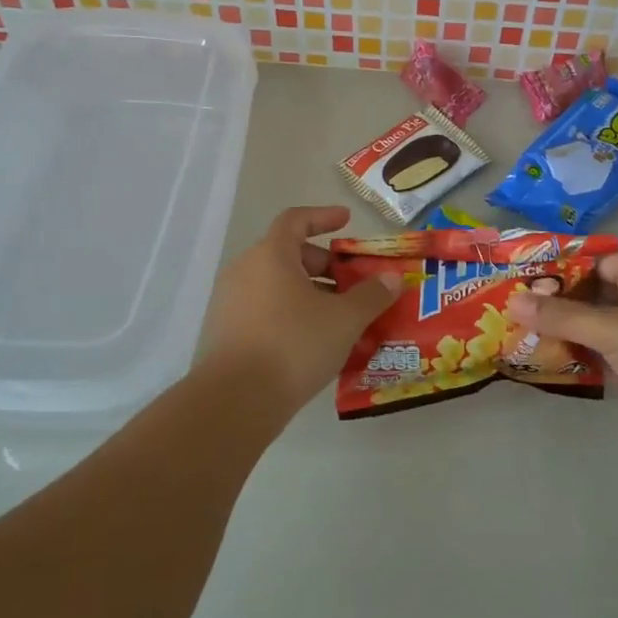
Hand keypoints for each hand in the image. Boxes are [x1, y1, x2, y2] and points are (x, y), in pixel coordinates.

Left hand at [199, 206, 402, 419]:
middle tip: (351, 283)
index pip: (295, 220)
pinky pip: (264, 309)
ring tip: (338, 317)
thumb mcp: (344, 319)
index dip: (323, 217)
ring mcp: (231, 302)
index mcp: (271, 255)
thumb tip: (392, 278)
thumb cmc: (294, 345)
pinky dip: (290, 314)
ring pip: (276, 285)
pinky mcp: (226, 331)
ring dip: (309, 293)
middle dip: (323, 264)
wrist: (237, 400)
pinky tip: (313, 342)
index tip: (346, 221)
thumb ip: (371, 295)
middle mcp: (245, 270)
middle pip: (287, 253)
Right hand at [504, 252, 617, 448]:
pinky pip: (597, 354)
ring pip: (592, 325)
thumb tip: (513, 301)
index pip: (597, 260)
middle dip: (556, 299)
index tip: (525, 272)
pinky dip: (574, 355)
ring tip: (517, 328)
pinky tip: (542, 357)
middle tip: (512, 302)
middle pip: (591, 293)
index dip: (563, 264)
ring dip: (562, 329)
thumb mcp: (612, 327)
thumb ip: (561, 316)